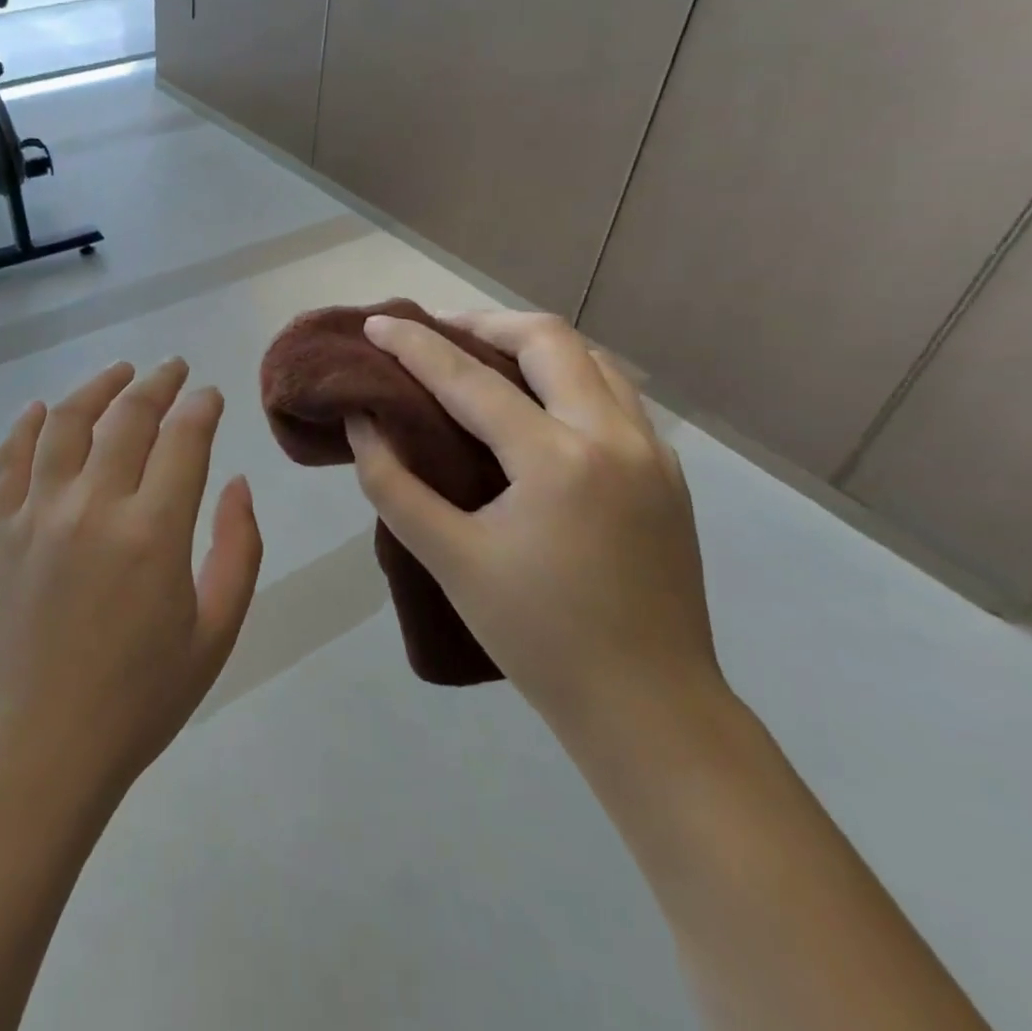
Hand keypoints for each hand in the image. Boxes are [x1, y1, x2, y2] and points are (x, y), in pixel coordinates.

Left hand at [0, 360, 263, 805]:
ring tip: (120, 372)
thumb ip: (238, 550)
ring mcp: (38, 513)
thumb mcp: (215, 633)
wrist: (39, 749)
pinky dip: (27, 425)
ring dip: (97, 387)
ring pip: (67, 422)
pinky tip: (43, 409)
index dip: (201, 407)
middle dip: (158, 383)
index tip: (210, 395)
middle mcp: (93, 506)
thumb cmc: (139, 700)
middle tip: (173, 369)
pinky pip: (10, 458)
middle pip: (128, 416)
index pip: (184, 438)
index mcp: (153, 532)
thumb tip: (238, 484)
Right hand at [345, 311, 720, 729]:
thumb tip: (364, 423)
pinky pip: (615, 394)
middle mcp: (613, 436)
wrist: (650, 708)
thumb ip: (393, 484)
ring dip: (532, 344)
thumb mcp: (449, 559)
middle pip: (547, 339)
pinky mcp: (667, 473)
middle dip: (483, 322)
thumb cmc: (538, 637)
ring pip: (592, 358)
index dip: (414, 345)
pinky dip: (568, 375)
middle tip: (435, 331)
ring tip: (483, 354)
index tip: (376, 322)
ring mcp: (651, 451)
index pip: (469, 379)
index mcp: (556, 460)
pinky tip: (538, 402)